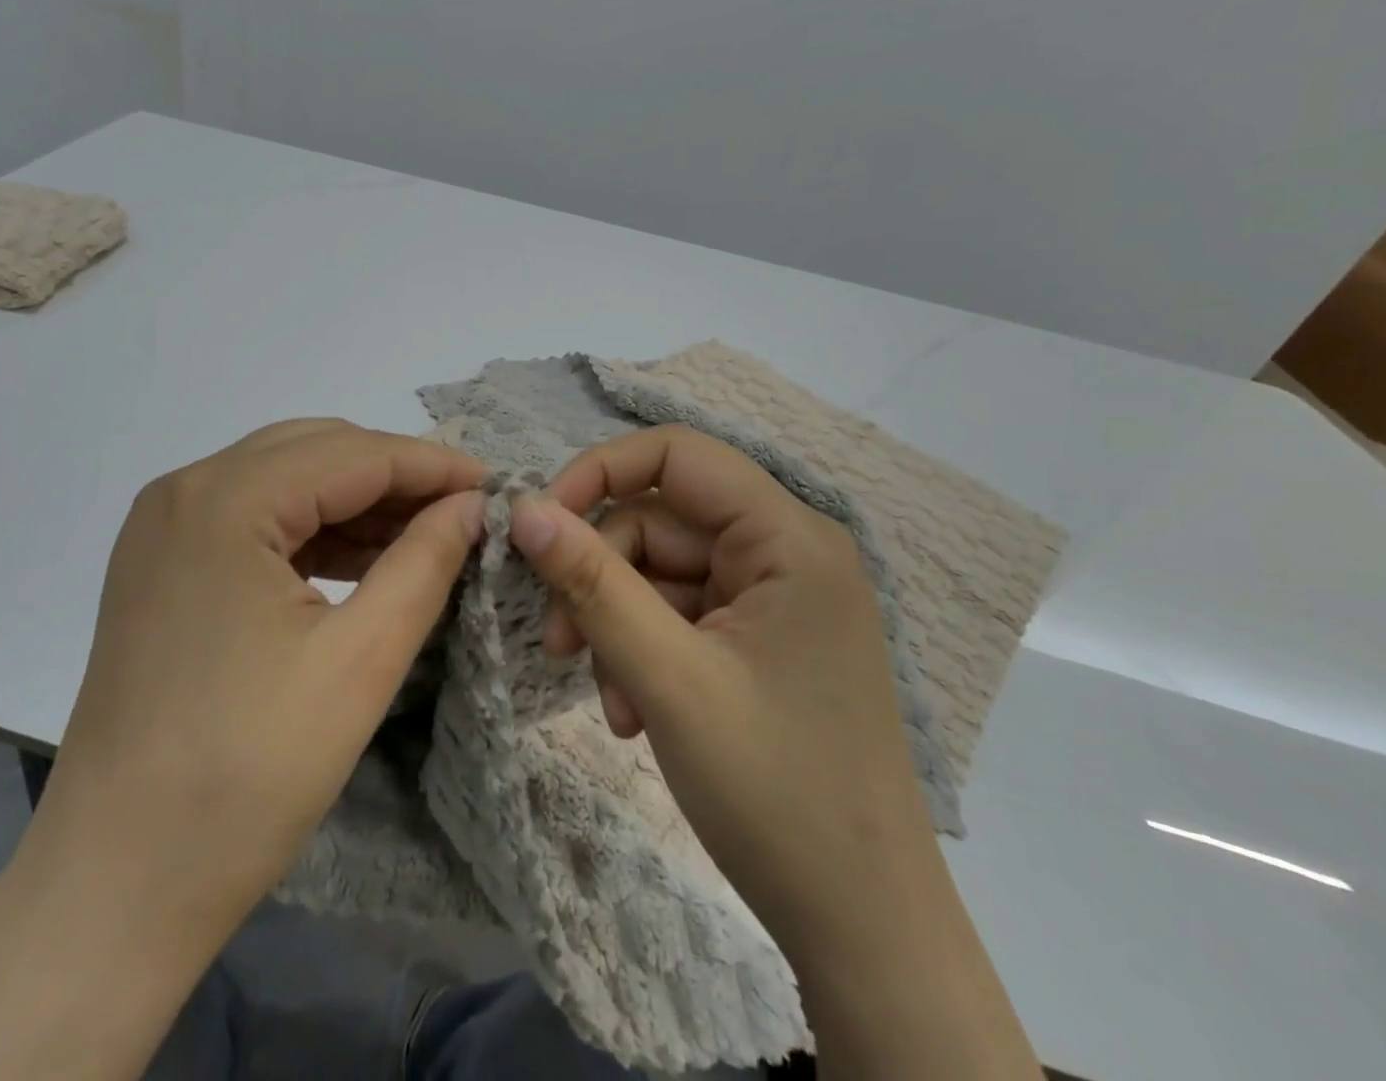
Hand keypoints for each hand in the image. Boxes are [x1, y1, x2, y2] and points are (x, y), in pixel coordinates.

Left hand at [0, 419, 487, 1080]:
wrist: (116, 883)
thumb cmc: (246, 775)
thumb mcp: (359, 661)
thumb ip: (424, 563)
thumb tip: (471, 505)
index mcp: (223, 501)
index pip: (352, 454)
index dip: (431, 465)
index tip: (493, 485)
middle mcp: (184, 490)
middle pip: (314, 452)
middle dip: (394, 475)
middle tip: (462, 511)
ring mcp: (163, 526)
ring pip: (284, 479)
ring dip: (355, 501)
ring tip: (424, 536)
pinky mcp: (161, 563)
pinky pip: (254, 518)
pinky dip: (313, 530)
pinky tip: (362, 559)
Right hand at [511, 429, 1039, 1078]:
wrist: (862, 931)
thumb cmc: (775, 792)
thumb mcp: (666, 677)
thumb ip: (591, 582)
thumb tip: (523, 508)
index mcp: (788, 538)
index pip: (676, 454)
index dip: (598, 472)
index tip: (540, 524)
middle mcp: (785, 552)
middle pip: (658, 522)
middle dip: (600, 577)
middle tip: (559, 644)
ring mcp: (773, 599)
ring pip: (658, 573)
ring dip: (616, 626)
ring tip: (611, 702)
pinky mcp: (759, 639)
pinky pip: (677, 614)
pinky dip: (642, 651)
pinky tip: (635, 713)